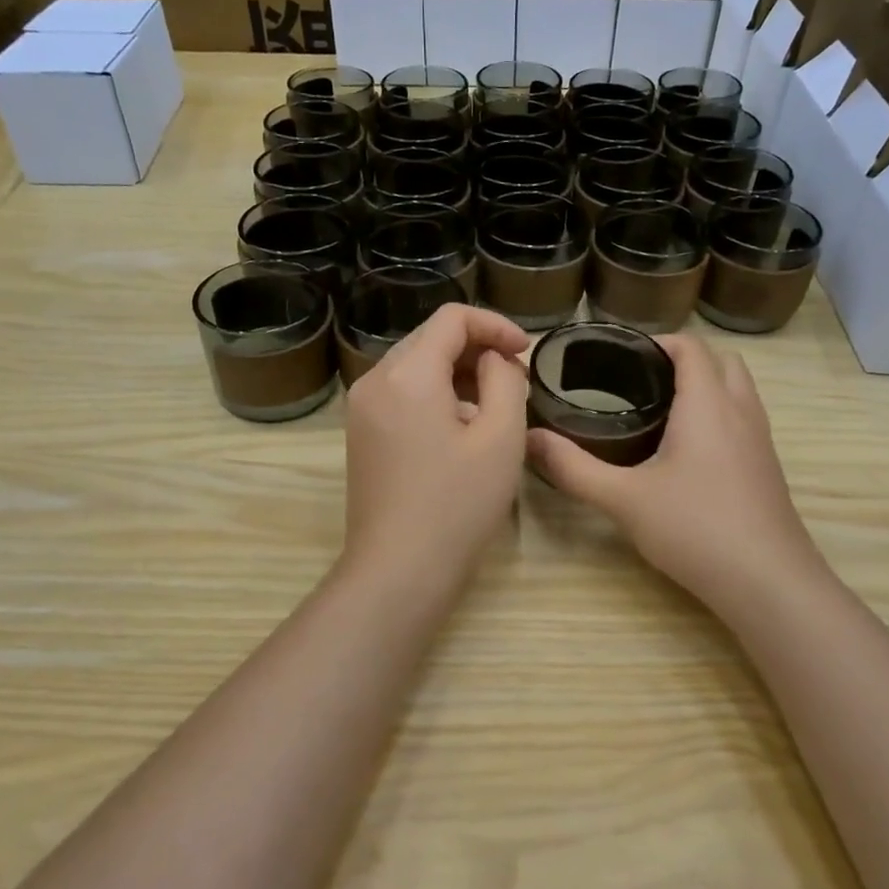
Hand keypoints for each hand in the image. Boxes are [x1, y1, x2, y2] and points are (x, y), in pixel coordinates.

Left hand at [342, 303, 529, 585]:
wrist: (399, 570)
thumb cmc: (457, 504)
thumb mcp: (500, 437)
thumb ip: (504, 381)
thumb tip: (494, 360)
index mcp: (407, 373)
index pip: (452, 318)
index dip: (495, 325)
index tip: (526, 352)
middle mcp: (375, 381)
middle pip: (430, 339)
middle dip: (477, 349)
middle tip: (515, 379)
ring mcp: (362, 410)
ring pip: (415, 368)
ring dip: (457, 374)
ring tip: (494, 406)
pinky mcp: (361, 436)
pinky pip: (401, 396)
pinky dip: (435, 396)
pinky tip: (461, 430)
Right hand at [526, 334, 826, 615]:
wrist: (767, 582)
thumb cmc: (695, 528)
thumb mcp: (623, 499)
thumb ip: (574, 468)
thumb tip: (529, 439)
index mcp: (708, 403)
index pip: (690, 346)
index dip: (656, 342)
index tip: (619, 357)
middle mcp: (741, 411)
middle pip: (721, 361)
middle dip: (683, 361)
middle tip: (639, 383)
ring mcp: (761, 441)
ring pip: (737, 391)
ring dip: (705, 387)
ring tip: (659, 413)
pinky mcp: (767, 468)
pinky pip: (743, 421)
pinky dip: (718, 417)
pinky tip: (686, 455)